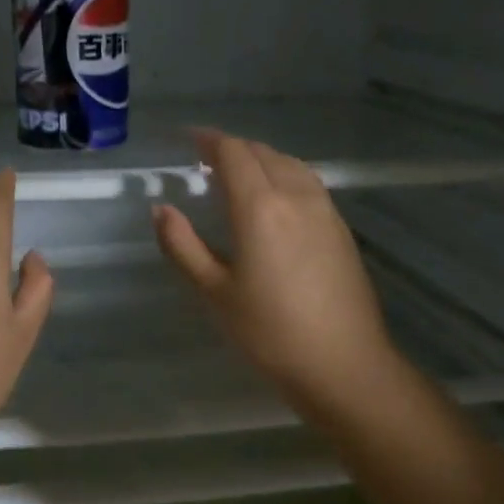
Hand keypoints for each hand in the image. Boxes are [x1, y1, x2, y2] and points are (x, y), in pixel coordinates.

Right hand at [153, 130, 399, 416]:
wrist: (343, 363)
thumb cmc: (270, 333)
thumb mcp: (215, 293)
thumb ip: (183, 246)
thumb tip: (161, 209)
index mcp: (260, 207)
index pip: (233, 154)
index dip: (208, 140)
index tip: (188, 140)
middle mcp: (296, 196)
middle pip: (263, 153)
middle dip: (233, 149)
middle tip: (206, 161)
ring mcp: (325, 210)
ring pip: (290, 165)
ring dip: (261, 160)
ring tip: (239, 176)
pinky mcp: (341, 229)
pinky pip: (308, 184)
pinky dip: (284, 176)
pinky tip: (275, 200)